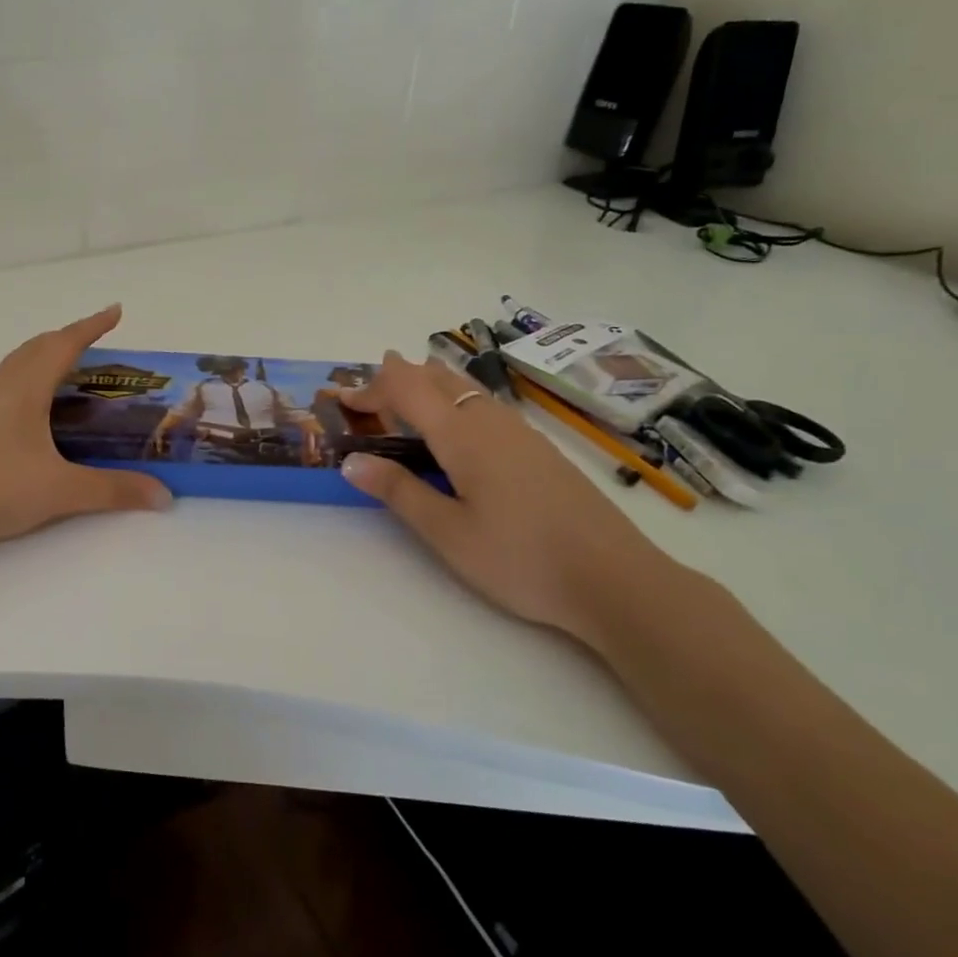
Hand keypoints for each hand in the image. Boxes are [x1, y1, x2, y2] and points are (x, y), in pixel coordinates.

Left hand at [0, 305, 171, 556]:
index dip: (92, 326)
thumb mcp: (58, 491)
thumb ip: (112, 491)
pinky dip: (23, 388)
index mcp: (24, 388)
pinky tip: (27, 419)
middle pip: (35, 348)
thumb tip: (163, 495)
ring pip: (13, 369)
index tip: (115, 311)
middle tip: (95, 346)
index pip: (64, 344)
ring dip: (42, 362)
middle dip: (67, 339)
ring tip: (65, 380)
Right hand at [339, 352, 678, 642]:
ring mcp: (521, 433)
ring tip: (408, 389)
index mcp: (463, 436)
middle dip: (399, 376)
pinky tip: (460, 423)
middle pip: (439, 379)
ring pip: (467, 388)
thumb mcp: (447, 533)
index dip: (371, 388)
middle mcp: (491, 422)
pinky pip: (486, 405)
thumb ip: (399, 491)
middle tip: (369, 386)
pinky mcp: (540, 450)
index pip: (407, 391)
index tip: (341, 399)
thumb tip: (351, 461)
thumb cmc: (521, 558)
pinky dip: (456, 399)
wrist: (616, 580)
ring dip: (430, 384)